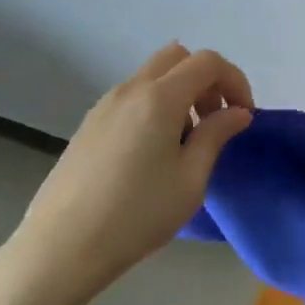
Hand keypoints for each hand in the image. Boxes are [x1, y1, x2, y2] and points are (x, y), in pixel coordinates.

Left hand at [0, 43, 253, 303]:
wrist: (61, 246)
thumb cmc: (137, 215)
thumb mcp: (190, 180)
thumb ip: (216, 136)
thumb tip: (237, 112)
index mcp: (160, 98)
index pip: (208, 62)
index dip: (235, 81)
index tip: (243, 116)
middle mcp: (131, 90)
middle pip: (177, 57)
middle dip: (206, 80)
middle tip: (214, 120)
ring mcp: (105, 105)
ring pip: (153, 76)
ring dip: (180, 94)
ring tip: (185, 143)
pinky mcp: (90, 124)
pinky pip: (133, 97)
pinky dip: (156, 106)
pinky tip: (154, 153)